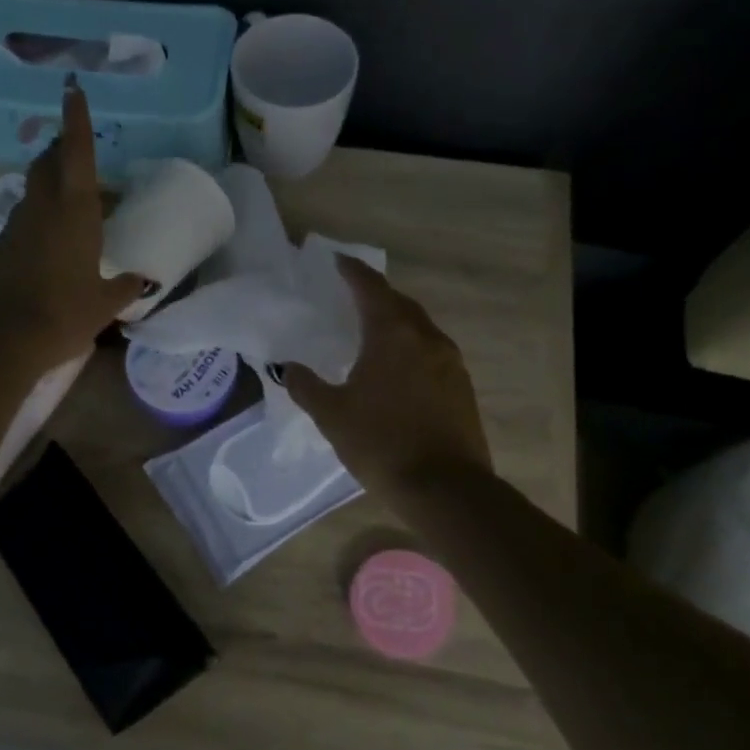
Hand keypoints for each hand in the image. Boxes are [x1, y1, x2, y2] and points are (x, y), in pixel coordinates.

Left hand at [0, 78, 143, 367]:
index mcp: (74, 209)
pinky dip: (41, 211)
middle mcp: (43, 206)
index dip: (76, 120)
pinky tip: (53, 234)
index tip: (74, 89)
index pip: (77, 152)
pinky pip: (26, 214)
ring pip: (35, 187)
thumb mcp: (104, 303)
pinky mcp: (3, 245)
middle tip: (79, 148)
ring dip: (51, 179)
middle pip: (50, 162)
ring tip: (72, 192)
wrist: (1, 337)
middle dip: (63, 148)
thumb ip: (125, 287)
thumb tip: (142, 281)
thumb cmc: (63, 312)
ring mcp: (18, 224)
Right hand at [286, 256, 491, 496]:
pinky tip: (398, 368)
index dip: (353, 272)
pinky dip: (411, 347)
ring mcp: (450, 362)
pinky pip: (432, 352)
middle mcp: (426, 338)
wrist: (445, 488)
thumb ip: (307, 386)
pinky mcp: (462, 386)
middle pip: (400, 303)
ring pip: (420, 328)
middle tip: (352, 296)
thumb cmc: (381, 443)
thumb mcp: (332, 415)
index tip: (339, 261)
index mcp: (393, 334)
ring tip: (373, 332)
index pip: (371, 288)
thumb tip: (288, 367)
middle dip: (376, 295)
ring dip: (396, 322)